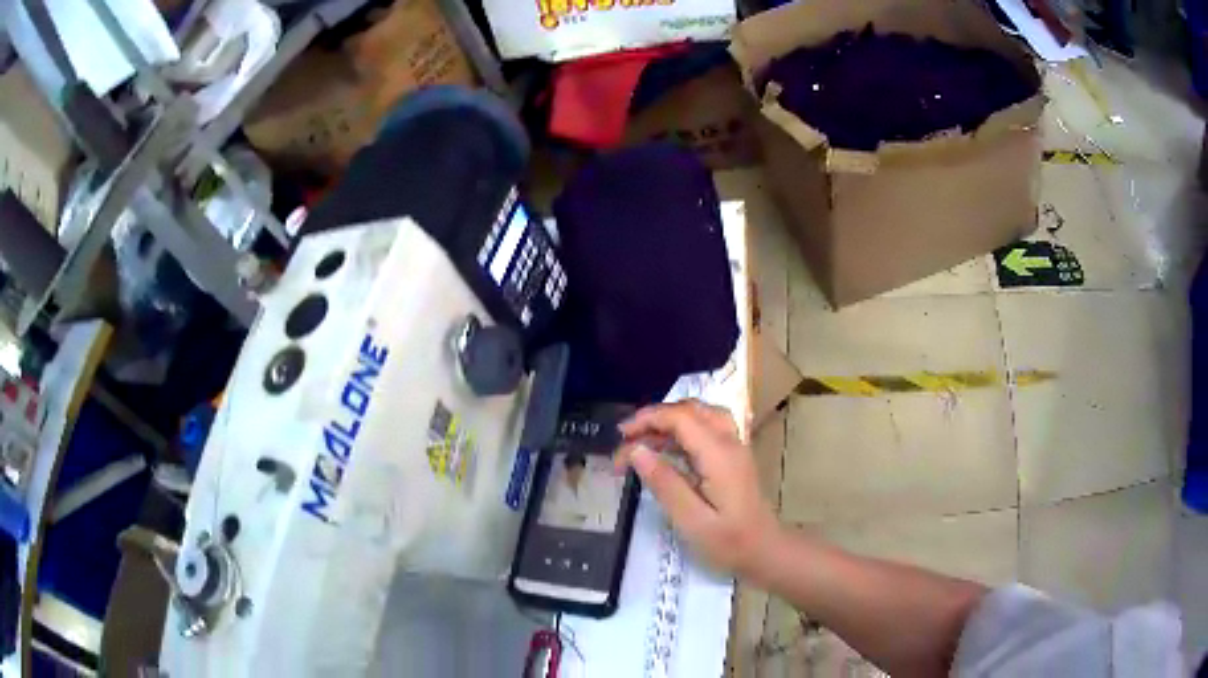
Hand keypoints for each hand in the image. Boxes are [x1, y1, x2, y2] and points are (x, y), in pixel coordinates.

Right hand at [614, 400, 781, 577]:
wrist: (766, 551)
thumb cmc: (729, 542)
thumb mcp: (691, 520)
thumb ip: (664, 483)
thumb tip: (636, 451)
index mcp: (718, 454)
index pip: (679, 417)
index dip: (647, 419)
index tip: (620, 437)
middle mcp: (729, 441)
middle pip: (690, 409)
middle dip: (655, 417)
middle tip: (627, 440)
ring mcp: (735, 447)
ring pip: (700, 414)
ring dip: (669, 421)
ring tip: (642, 443)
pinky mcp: (734, 456)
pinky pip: (707, 427)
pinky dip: (682, 430)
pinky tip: (666, 450)